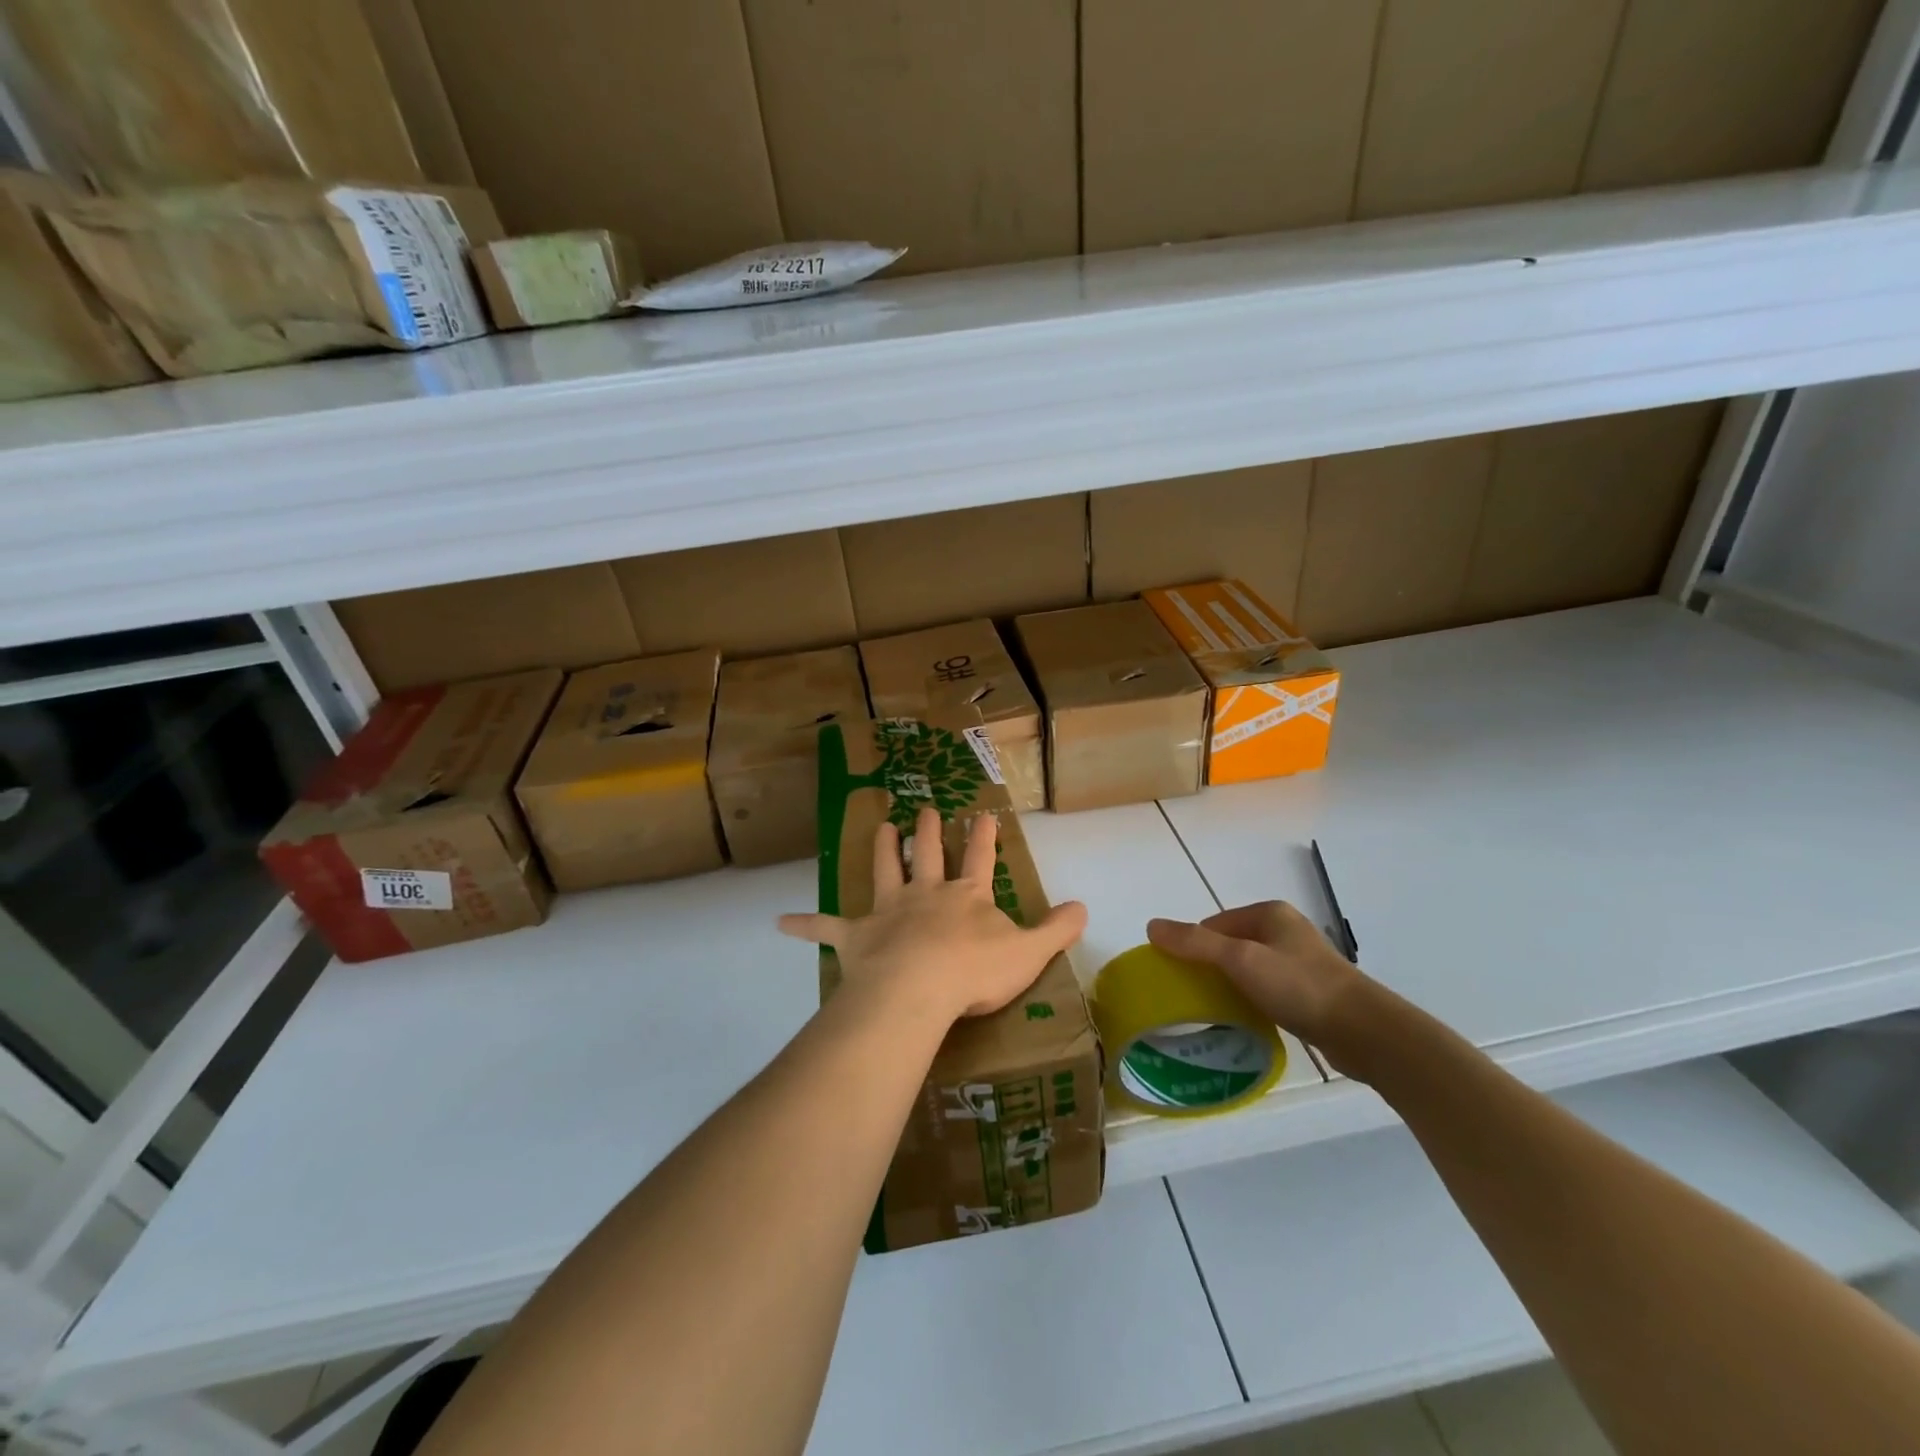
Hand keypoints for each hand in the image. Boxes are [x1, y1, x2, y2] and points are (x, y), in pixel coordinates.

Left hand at [779, 807, 1087, 1027]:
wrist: (920, 988)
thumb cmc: (975, 971)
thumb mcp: (1029, 952)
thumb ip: (1057, 929)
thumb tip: (1084, 907)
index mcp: (965, 895)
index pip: (979, 857)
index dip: (983, 835)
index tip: (983, 812)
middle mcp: (926, 893)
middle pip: (928, 854)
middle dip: (929, 830)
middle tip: (926, 808)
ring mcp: (889, 911)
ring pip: (885, 870)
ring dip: (883, 849)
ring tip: (881, 825)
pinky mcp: (857, 936)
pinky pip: (827, 928)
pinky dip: (805, 925)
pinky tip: (779, 922)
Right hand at [1147, 901, 1373, 1057]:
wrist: (1366, 1032)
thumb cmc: (1299, 986)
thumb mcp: (1240, 960)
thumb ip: (1195, 943)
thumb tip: (1151, 926)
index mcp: (1269, 913)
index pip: (1213, 924)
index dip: (1192, 948)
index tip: (1179, 978)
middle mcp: (1284, 931)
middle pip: (1229, 946)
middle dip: (1210, 969)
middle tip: (1193, 997)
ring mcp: (1299, 961)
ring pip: (1248, 970)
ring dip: (1231, 987)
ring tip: (1216, 1013)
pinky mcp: (1310, 991)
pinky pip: (1267, 990)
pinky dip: (1252, 1001)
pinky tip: (1246, 1021)